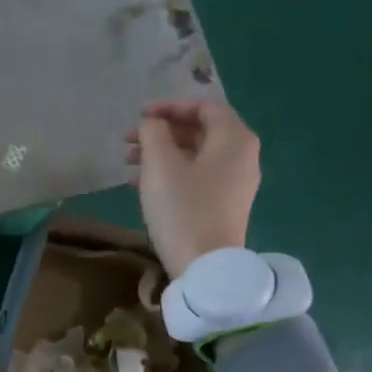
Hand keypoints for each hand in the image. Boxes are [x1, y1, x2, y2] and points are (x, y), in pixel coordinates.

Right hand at [125, 98, 261, 276]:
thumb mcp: (160, 164)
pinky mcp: (225, 204)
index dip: (170, 107)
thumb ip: (153, 133)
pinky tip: (142, 185)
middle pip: (200, 131)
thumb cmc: (182, 208)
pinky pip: (198, 176)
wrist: (205, 265)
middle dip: (161, 132)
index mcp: (234, 139)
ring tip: (129, 163)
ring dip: (162, 153)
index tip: (140, 117)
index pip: (204, 107)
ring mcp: (236, 182)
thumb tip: (153, 125)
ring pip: (195, 155)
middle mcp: (242, 155)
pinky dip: (172, 172)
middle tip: (128, 141)